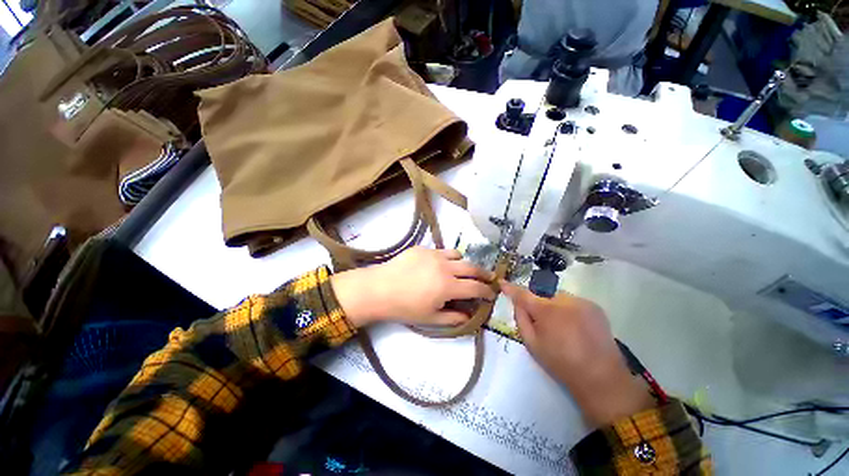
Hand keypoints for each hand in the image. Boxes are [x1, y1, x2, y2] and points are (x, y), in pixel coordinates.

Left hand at [331, 247, 495, 327]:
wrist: (377, 290)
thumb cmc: (404, 308)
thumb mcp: (430, 318)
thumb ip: (453, 318)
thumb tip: (469, 316)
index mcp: (448, 286)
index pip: (476, 287)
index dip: (487, 292)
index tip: (492, 295)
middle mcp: (445, 267)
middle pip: (472, 267)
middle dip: (483, 274)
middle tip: (488, 280)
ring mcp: (433, 254)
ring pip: (458, 255)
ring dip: (465, 264)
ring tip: (463, 272)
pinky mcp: (421, 248)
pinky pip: (441, 251)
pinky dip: (447, 259)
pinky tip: (438, 268)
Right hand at [501, 281, 654, 426]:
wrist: (596, 370)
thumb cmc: (560, 363)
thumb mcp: (534, 347)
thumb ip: (523, 322)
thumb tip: (518, 305)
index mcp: (546, 310)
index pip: (525, 294)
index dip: (513, 289)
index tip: (503, 283)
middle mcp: (565, 300)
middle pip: (546, 295)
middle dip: (541, 304)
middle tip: (543, 324)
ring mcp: (583, 301)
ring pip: (563, 299)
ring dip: (558, 308)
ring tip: (564, 331)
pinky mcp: (596, 307)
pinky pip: (578, 304)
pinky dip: (573, 313)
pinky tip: (578, 331)